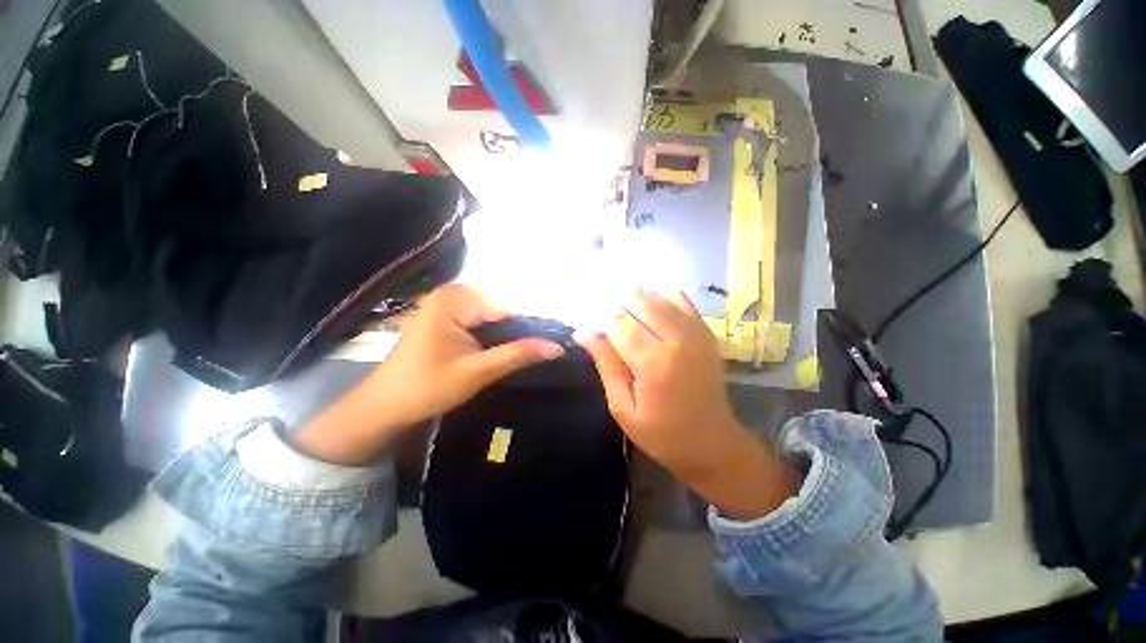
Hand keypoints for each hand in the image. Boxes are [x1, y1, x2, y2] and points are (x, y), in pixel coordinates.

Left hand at [292, 284, 563, 464]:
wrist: (385, 406)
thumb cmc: (427, 388)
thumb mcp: (479, 371)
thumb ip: (518, 354)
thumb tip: (557, 347)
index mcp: (455, 299)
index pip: (508, 308)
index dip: (530, 328)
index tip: (551, 346)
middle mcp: (452, 293)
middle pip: (501, 309)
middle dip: (519, 331)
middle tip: (538, 353)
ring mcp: (447, 304)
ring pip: (493, 315)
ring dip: (508, 334)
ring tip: (524, 353)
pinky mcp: (446, 316)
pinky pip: (481, 320)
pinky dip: (494, 335)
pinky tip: (503, 350)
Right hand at [577, 289, 800, 518]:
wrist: (713, 442)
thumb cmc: (662, 433)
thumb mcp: (623, 407)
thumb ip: (606, 364)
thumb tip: (583, 332)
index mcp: (654, 362)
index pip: (618, 321)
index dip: (601, 323)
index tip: (596, 334)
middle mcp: (678, 339)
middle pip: (639, 299)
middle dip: (619, 307)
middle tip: (613, 330)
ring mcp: (696, 331)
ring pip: (658, 295)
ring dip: (638, 303)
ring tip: (631, 324)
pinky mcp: (706, 331)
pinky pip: (680, 299)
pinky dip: (661, 301)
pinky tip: (653, 318)